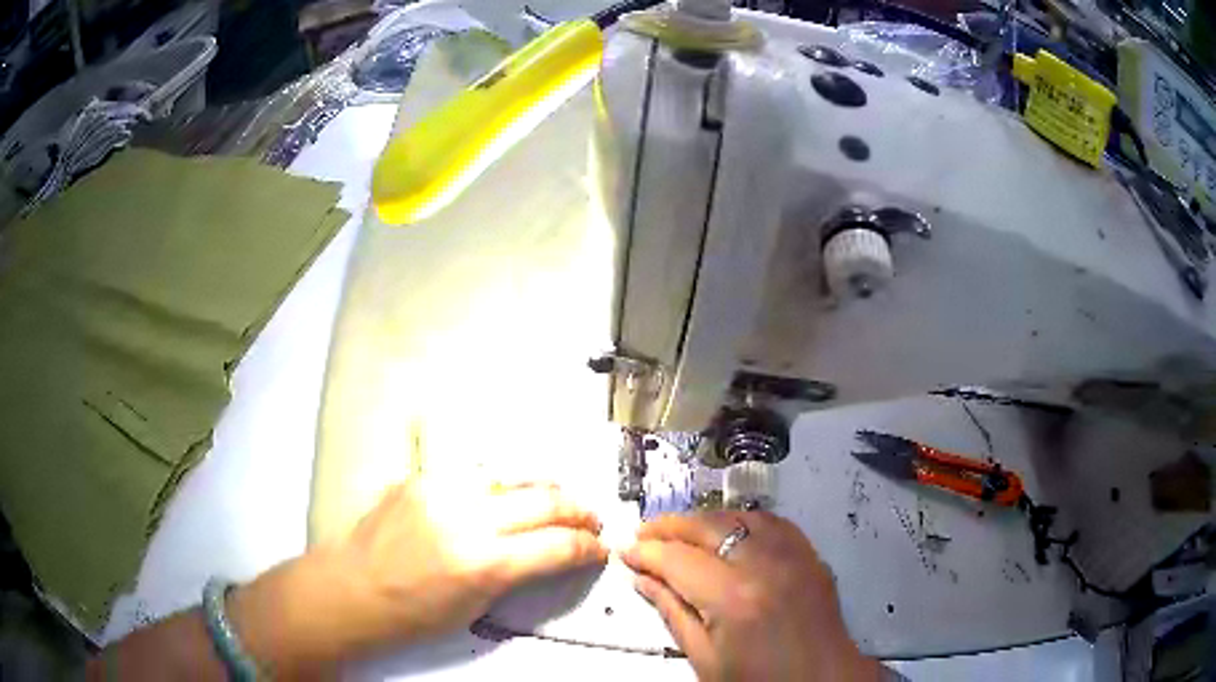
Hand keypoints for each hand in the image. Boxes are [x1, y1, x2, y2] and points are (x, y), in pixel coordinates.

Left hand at [230, 479, 608, 674]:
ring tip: (560, 500)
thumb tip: (549, 553)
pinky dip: (504, 482)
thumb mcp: (475, 607)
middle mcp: (465, 517)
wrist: (350, 589)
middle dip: (579, 511)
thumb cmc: (411, 614)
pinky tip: (511, 492)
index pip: (558, 546)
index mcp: (481, 563)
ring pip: (515, 474)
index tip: (601, 548)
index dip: (589, 547)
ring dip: (546, 487)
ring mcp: (441, 488)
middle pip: (545, 500)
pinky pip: (478, 472)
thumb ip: (516, 573)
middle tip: (591, 520)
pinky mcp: (423, 475)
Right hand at [623, 511, 880, 681]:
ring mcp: (794, 556)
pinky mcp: (811, 555)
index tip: (625, 551)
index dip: (646, 552)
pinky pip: (773, 522)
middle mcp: (766, 566)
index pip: (678, 560)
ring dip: (704, 520)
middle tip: (644, 534)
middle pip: (708, 527)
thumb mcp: (705, 658)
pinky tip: (728, 531)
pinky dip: (743, 520)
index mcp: (734, 599)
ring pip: (740, 516)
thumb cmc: (758, 681)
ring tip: (680, 532)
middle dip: (669, 526)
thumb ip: (672, 613)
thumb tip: (642, 579)